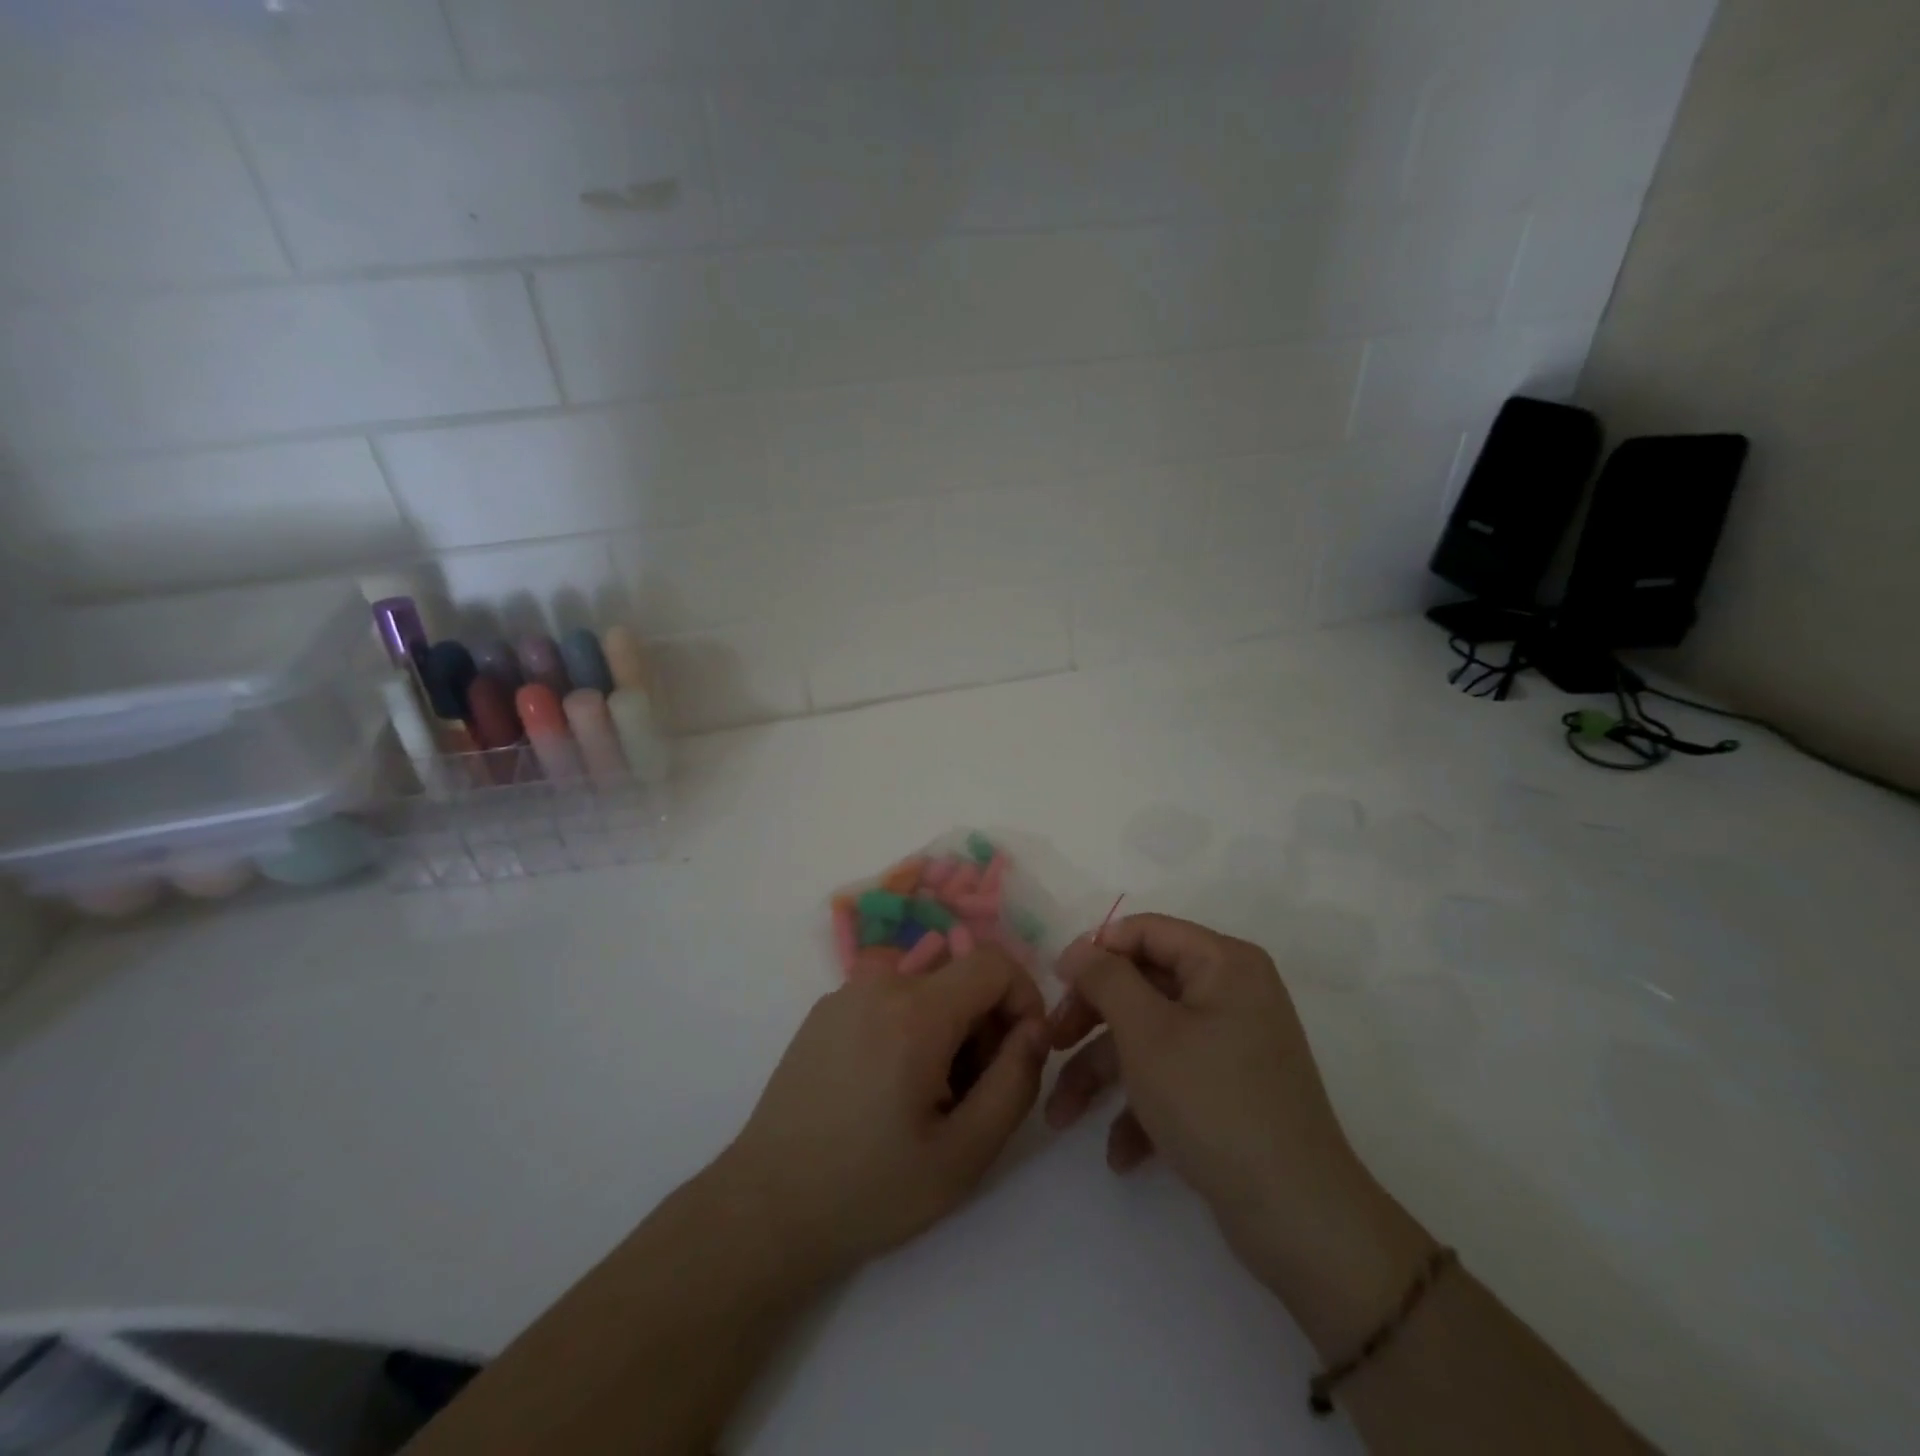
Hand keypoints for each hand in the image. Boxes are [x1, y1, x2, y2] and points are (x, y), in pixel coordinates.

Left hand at [720, 946, 1049, 1280]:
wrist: (766, 1207)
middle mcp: (878, 983)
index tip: (1022, 1052)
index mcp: (915, 1010)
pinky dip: (910, 1028)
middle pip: (959, 977)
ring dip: (948, 1029)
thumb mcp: (964, 1153)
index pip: (993, 962)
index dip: (1023, 998)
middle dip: (985, 1024)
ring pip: (926, 988)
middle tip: (973, 1093)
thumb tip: (1035, 1030)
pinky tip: (890, 1090)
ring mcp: (845, 993)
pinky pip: (889, 1000)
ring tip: (930, 1098)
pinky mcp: (824, 1012)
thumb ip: (1015, 1082)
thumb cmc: (871, 1188)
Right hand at [1045, 915, 1433, 1352]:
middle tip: (1050, 1046)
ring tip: (1061, 1117)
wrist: (1297, 1216)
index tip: (1055, 984)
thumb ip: (1106, 978)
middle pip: (1141, 985)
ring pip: (1149, 1037)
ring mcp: (1231, 1042)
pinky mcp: (1229, 1089)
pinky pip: (1173, 1077)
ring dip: (1101, 1074)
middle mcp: (1231, 992)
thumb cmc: (1213, 1102)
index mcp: (1222, 963)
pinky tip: (1120, 1153)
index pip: (1144, 931)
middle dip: (1090, 1021)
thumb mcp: (1146, 1032)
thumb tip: (1078, 948)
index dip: (1095, 952)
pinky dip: (1141, 1107)